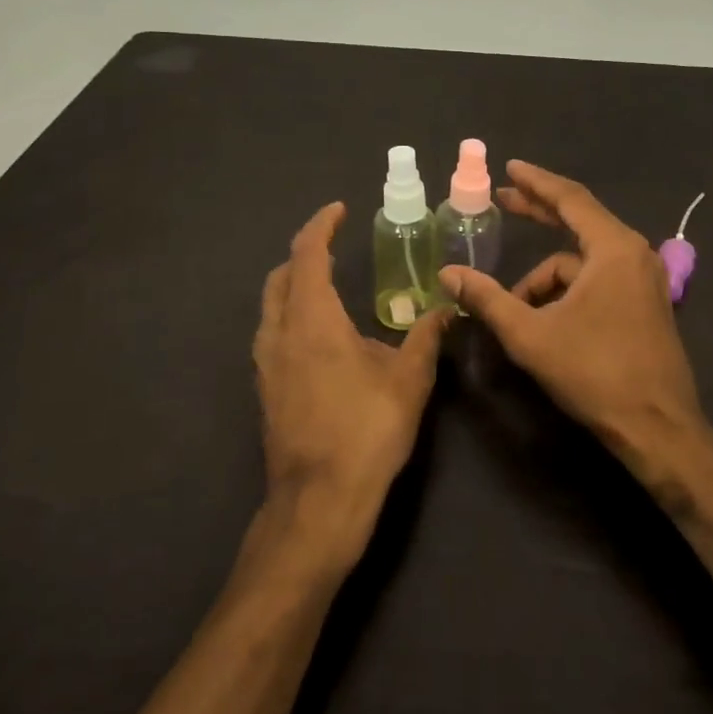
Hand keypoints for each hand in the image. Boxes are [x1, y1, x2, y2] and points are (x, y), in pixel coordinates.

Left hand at [253, 203, 451, 570]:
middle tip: (334, 246)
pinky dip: (291, 315)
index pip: (307, 254)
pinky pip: (273, 334)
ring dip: (295, 286)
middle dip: (305, 254)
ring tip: (328, 286)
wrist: (318, 503)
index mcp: (311, 319)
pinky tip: (320, 338)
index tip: (339, 210)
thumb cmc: (366, 432)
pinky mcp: (266, 390)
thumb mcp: (409, 381)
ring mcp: (266, 364)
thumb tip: (446, 309)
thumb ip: (427, 338)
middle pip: (281, 276)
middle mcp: (279, 333)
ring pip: (272, 306)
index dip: (321, 226)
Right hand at [438, 163, 712, 570]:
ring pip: (581, 263)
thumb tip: (448, 274)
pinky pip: (596, 281)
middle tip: (502, 200)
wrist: (658, 428)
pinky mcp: (643, 304)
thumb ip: (487, 299)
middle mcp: (633, 254)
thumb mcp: (531, 335)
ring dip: (545, 278)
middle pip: (579, 220)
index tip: (509, 168)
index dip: (535, 182)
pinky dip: (565, 293)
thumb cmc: (596, 373)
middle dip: (538, 212)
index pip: (570, 199)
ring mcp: (643, 280)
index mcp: (613, 249)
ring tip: (514, 308)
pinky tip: (543, 320)